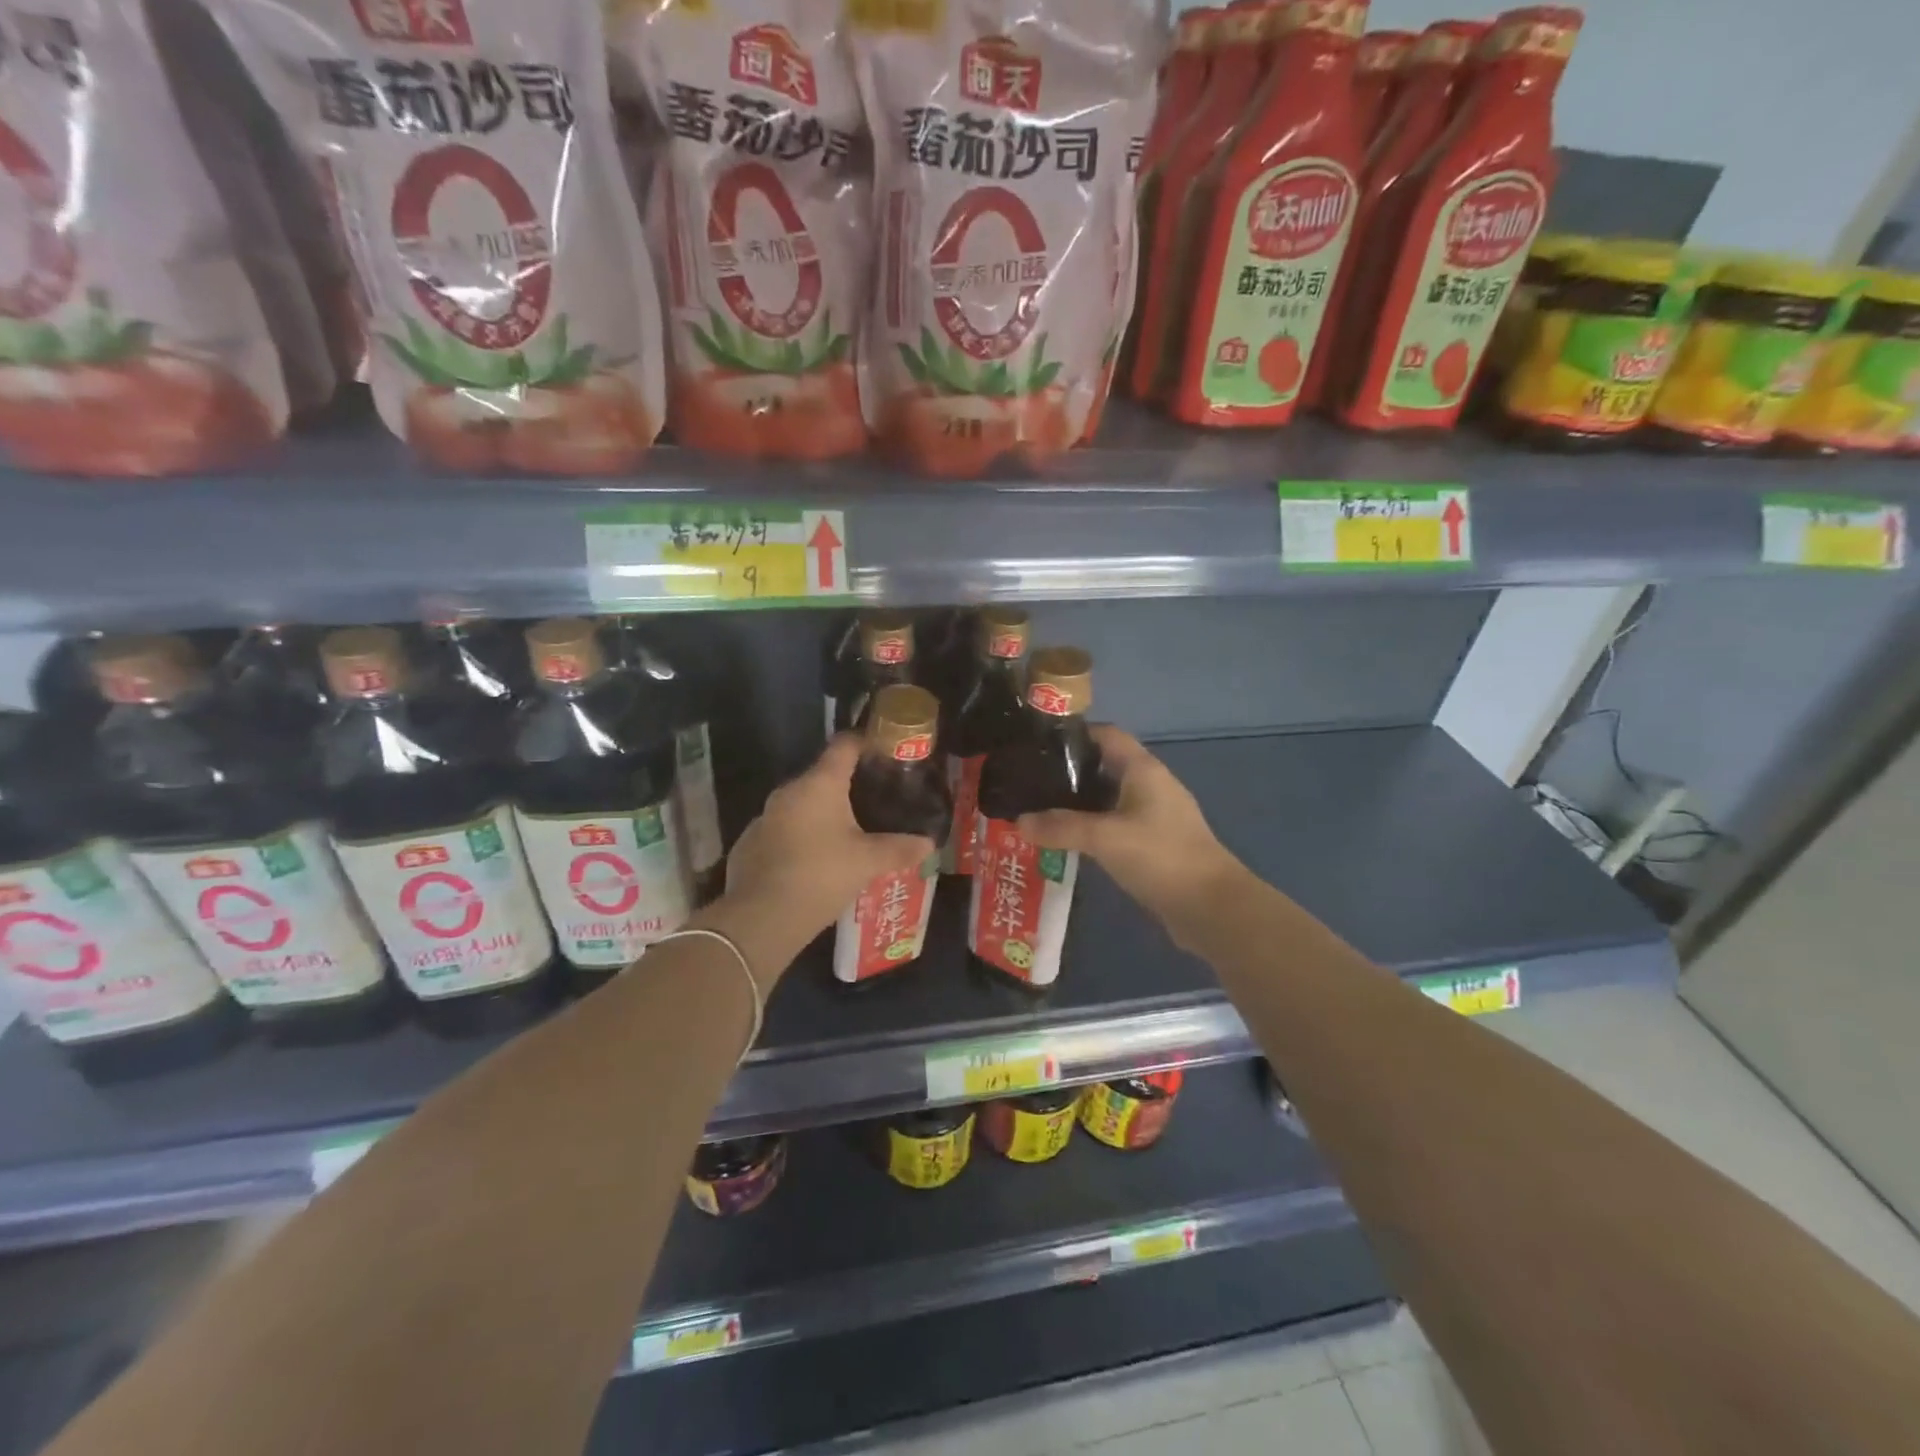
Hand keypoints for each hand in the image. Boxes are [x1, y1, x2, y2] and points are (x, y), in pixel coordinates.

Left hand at [719, 735, 934, 958]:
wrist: (760, 917)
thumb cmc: (820, 875)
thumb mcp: (867, 863)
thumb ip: (899, 849)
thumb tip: (929, 844)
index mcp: (820, 784)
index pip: (844, 745)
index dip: (865, 743)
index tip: (884, 750)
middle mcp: (789, 791)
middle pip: (823, 775)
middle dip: (848, 785)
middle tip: (876, 800)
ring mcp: (766, 816)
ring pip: (802, 805)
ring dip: (824, 814)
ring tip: (850, 833)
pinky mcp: (751, 842)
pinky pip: (785, 829)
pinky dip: (803, 836)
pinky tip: (817, 860)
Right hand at [1018, 726, 1243, 944]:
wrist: (1211, 907)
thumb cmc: (1160, 857)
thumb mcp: (1104, 838)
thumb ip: (1060, 827)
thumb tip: (1019, 821)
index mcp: (1143, 770)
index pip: (1106, 735)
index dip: (1074, 735)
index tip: (1037, 744)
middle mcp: (1150, 785)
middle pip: (1105, 766)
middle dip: (1068, 772)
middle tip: (1030, 781)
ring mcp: (1155, 816)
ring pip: (1109, 798)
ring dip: (1079, 803)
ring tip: (1040, 810)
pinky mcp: (1155, 843)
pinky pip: (1116, 825)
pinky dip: (1092, 828)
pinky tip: (1067, 841)